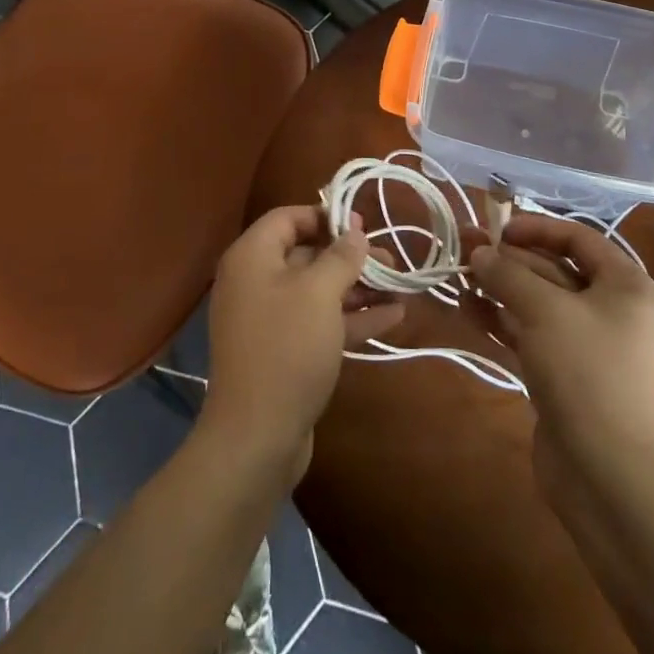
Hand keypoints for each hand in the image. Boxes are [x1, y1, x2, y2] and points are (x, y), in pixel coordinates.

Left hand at [200, 203, 406, 482]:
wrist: (257, 437)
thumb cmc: (287, 348)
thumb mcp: (319, 293)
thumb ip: (341, 257)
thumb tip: (355, 232)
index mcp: (252, 257)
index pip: (288, 218)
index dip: (325, 216)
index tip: (363, 225)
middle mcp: (255, 282)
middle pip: (306, 254)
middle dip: (350, 256)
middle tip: (391, 260)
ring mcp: (269, 320)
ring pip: (317, 291)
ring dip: (358, 288)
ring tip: (401, 287)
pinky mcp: (283, 352)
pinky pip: (319, 323)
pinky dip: (352, 318)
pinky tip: (394, 317)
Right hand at [467, 216, 653, 502]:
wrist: (606, 473)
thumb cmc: (585, 372)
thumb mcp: (543, 310)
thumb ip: (508, 274)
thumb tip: (479, 252)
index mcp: (628, 287)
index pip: (579, 238)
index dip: (536, 228)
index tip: (497, 230)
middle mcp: (614, 311)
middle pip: (555, 270)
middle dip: (509, 261)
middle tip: (465, 250)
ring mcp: (591, 345)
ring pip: (539, 304)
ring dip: (500, 289)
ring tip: (459, 279)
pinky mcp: (568, 374)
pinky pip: (533, 334)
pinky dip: (503, 321)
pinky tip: (468, 310)